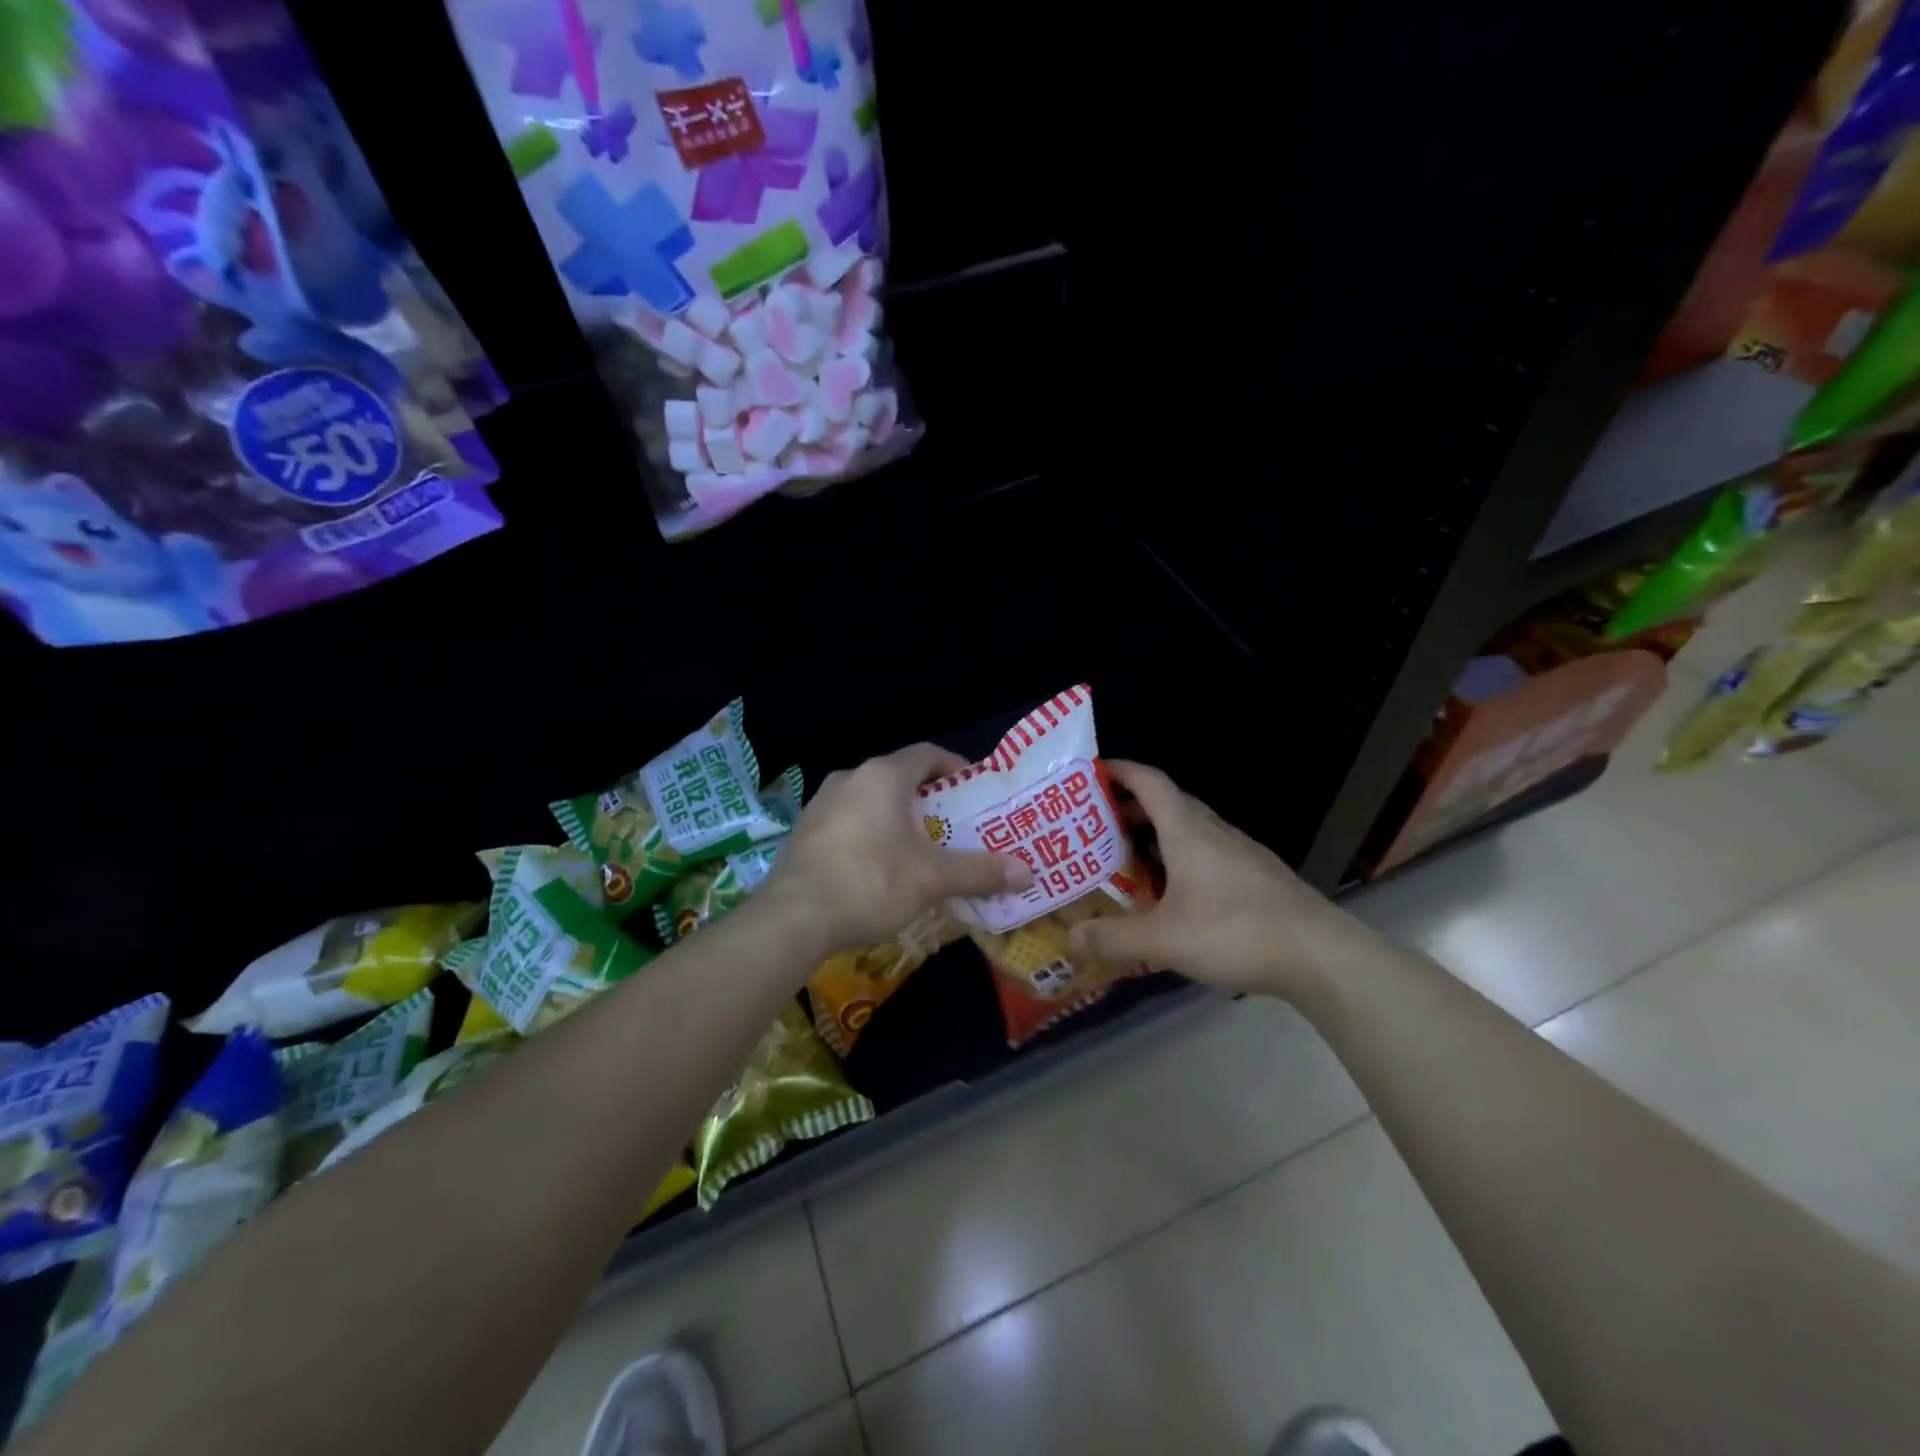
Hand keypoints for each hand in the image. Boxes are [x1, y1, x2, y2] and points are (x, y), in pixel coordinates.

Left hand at [762, 744, 1032, 953]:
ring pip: (870, 800)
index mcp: (882, 776)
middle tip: (952, 824)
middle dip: (928, 798)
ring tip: (919, 847)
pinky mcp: (804, 831)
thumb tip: (1028, 873)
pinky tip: (878, 867)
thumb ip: (979, 871)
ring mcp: (821, 803)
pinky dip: (869, 833)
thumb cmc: (870, 883)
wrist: (793, 918)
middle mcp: (850, 778)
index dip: (954, 767)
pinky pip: (847, 821)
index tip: (973, 789)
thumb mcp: (932, 879)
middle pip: (898, 777)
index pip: (926, 754)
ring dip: (896, 817)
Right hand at [1068, 761, 1374, 998]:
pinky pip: (1207, 852)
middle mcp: (1214, 832)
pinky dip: (1180, 858)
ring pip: (1190, 829)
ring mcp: (1240, 852)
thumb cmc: (1236, 932)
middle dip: (1129, 806)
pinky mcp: (1256, 876)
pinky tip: (1172, 892)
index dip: (1120, 770)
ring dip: (1156, 834)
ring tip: (1125, 857)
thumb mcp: (1165, 940)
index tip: (1091, 772)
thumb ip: (1114, 938)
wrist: (1320, 955)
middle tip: (1094, 824)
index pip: (1150, 781)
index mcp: (1188, 832)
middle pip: (1168, 803)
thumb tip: (1070, 937)